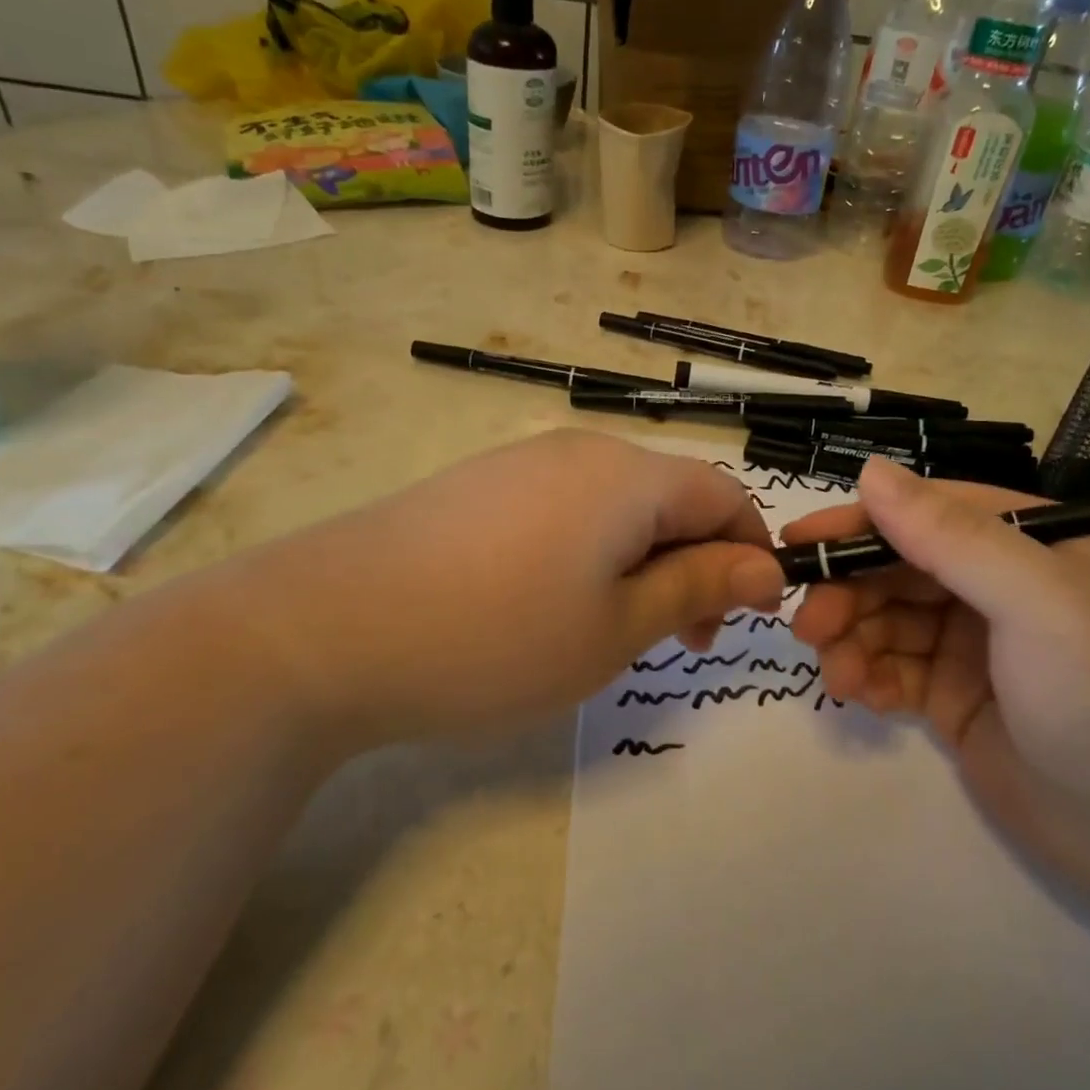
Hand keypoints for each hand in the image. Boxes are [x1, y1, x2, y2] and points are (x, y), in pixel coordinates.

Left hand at [205, 431, 784, 749]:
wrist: (324, 629)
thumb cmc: (495, 636)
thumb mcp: (616, 627)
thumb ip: (697, 587)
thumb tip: (765, 568)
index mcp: (627, 475)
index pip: (723, 492)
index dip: (750, 551)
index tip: (744, 617)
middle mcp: (579, 450)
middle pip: (669, 496)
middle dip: (695, 563)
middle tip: (680, 639)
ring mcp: (522, 462)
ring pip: (616, 506)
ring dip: (641, 561)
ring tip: (613, 628)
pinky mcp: (480, 486)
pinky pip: (564, 510)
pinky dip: (589, 553)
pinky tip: (549, 604)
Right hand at [786, 459, 1089, 909]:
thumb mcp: (1039, 601)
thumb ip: (951, 534)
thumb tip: (870, 471)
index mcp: (1034, 542)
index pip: (929, 512)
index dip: (861, 524)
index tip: (800, 541)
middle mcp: (1005, 585)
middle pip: (902, 567)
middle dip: (850, 590)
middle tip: (809, 625)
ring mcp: (982, 645)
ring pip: (891, 619)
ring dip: (853, 638)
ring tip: (835, 673)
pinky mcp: (962, 700)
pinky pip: (898, 670)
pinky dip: (870, 675)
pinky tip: (857, 695)